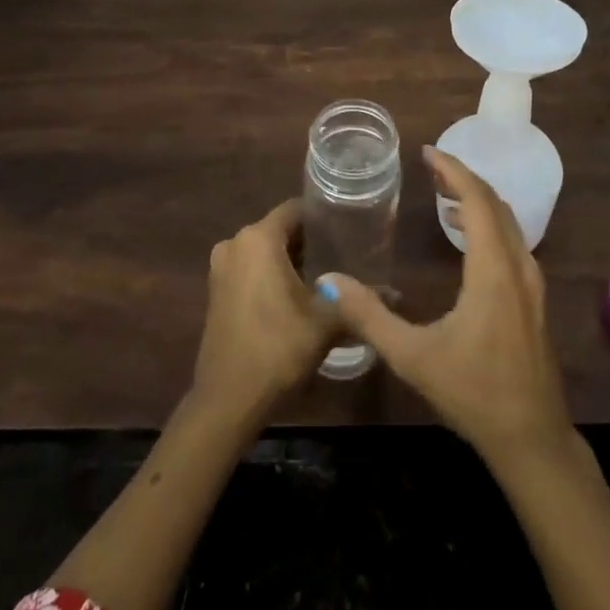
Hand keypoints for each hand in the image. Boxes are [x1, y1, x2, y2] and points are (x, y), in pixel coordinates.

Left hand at [192, 199, 337, 421]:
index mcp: (258, 239)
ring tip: (325, 276)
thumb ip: (356, 300)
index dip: (323, 216)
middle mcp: (235, 244)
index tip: (348, 228)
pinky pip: (250, 269)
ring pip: (264, 251)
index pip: (295, 209)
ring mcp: (221, 268)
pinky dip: (271, 275)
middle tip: (343, 254)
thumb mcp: (326, 322)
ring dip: (290, 260)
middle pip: (279, 229)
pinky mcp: (216, 292)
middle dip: (309, 241)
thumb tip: (393, 292)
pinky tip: (296, 296)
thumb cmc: (278, 348)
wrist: (228, 400)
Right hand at [323, 147, 573, 467]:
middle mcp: (518, 265)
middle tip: (430, 167)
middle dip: (463, 178)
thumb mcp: (414, 357)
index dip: (453, 170)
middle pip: (495, 203)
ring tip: (443, 195)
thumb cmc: (473, 393)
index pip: (477, 199)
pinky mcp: (534, 297)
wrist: (532, 437)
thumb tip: (330, 282)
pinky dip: (488, 222)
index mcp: (493, 269)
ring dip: (477, 200)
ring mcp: (532, 281)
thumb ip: (370, 317)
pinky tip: (466, 236)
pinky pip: (512, 240)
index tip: (427, 152)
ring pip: (508, 221)